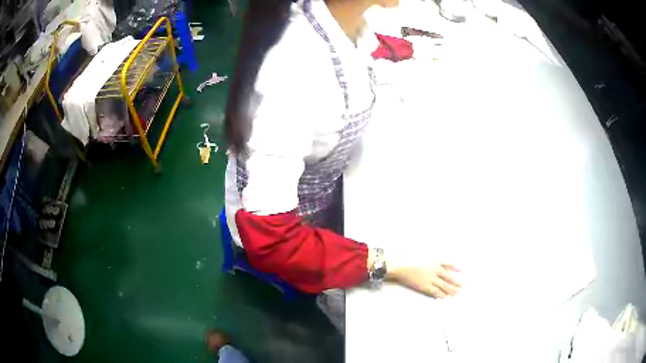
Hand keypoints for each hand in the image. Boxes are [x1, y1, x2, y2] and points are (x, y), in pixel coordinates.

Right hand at [388, 262, 461, 297]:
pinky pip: (435, 291)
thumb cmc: (410, 259)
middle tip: (462, 286)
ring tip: (456, 294)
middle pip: (448, 277)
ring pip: (444, 286)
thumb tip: (438, 262)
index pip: (448, 264)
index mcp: (435, 261)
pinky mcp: (425, 286)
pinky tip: (445, 297)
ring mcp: (431, 279)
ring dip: (450, 290)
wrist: (401, 266)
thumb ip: (430, 258)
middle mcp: (435, 270)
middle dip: (456, 282)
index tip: (462, 270)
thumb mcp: (423, 255)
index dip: (455, 268)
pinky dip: (441, 294)